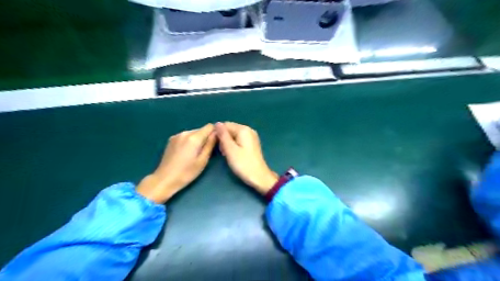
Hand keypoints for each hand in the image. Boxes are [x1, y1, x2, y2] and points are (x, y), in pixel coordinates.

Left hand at [136, 124, 216, 202]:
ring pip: (193, 133)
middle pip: (201, 129)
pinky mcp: (171, 139)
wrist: (164, 179)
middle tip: (206, 151)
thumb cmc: (186, 173)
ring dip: (198, 140)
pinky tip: (187, 153)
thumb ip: (210, 145)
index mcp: (194, 138)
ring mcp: (177, 135)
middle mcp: (185, 133)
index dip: (214, 133)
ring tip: (196, 153)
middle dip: (206, 137)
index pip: (209, 126)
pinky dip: (190, 141)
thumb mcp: (203, 160)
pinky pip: (186, 136)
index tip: (216, 142)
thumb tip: (217, 133)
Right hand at [215, 121, 276, 193]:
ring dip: (228, 143)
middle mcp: (249, 130)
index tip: (215, 145)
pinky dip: (233, 145)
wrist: (259, 177)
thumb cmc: (243, 163)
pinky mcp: (252, 144)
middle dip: (223, 139)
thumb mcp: (230, 149)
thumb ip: (223, 135)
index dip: (218, 133)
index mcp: (243, 129)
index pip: (225, 125)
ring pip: (234, 135)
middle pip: (230, 129)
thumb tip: (217, 123)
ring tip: (226, 154)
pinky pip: (239, 140)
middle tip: (223, 152)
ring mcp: (251, 137)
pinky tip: (232, 154)